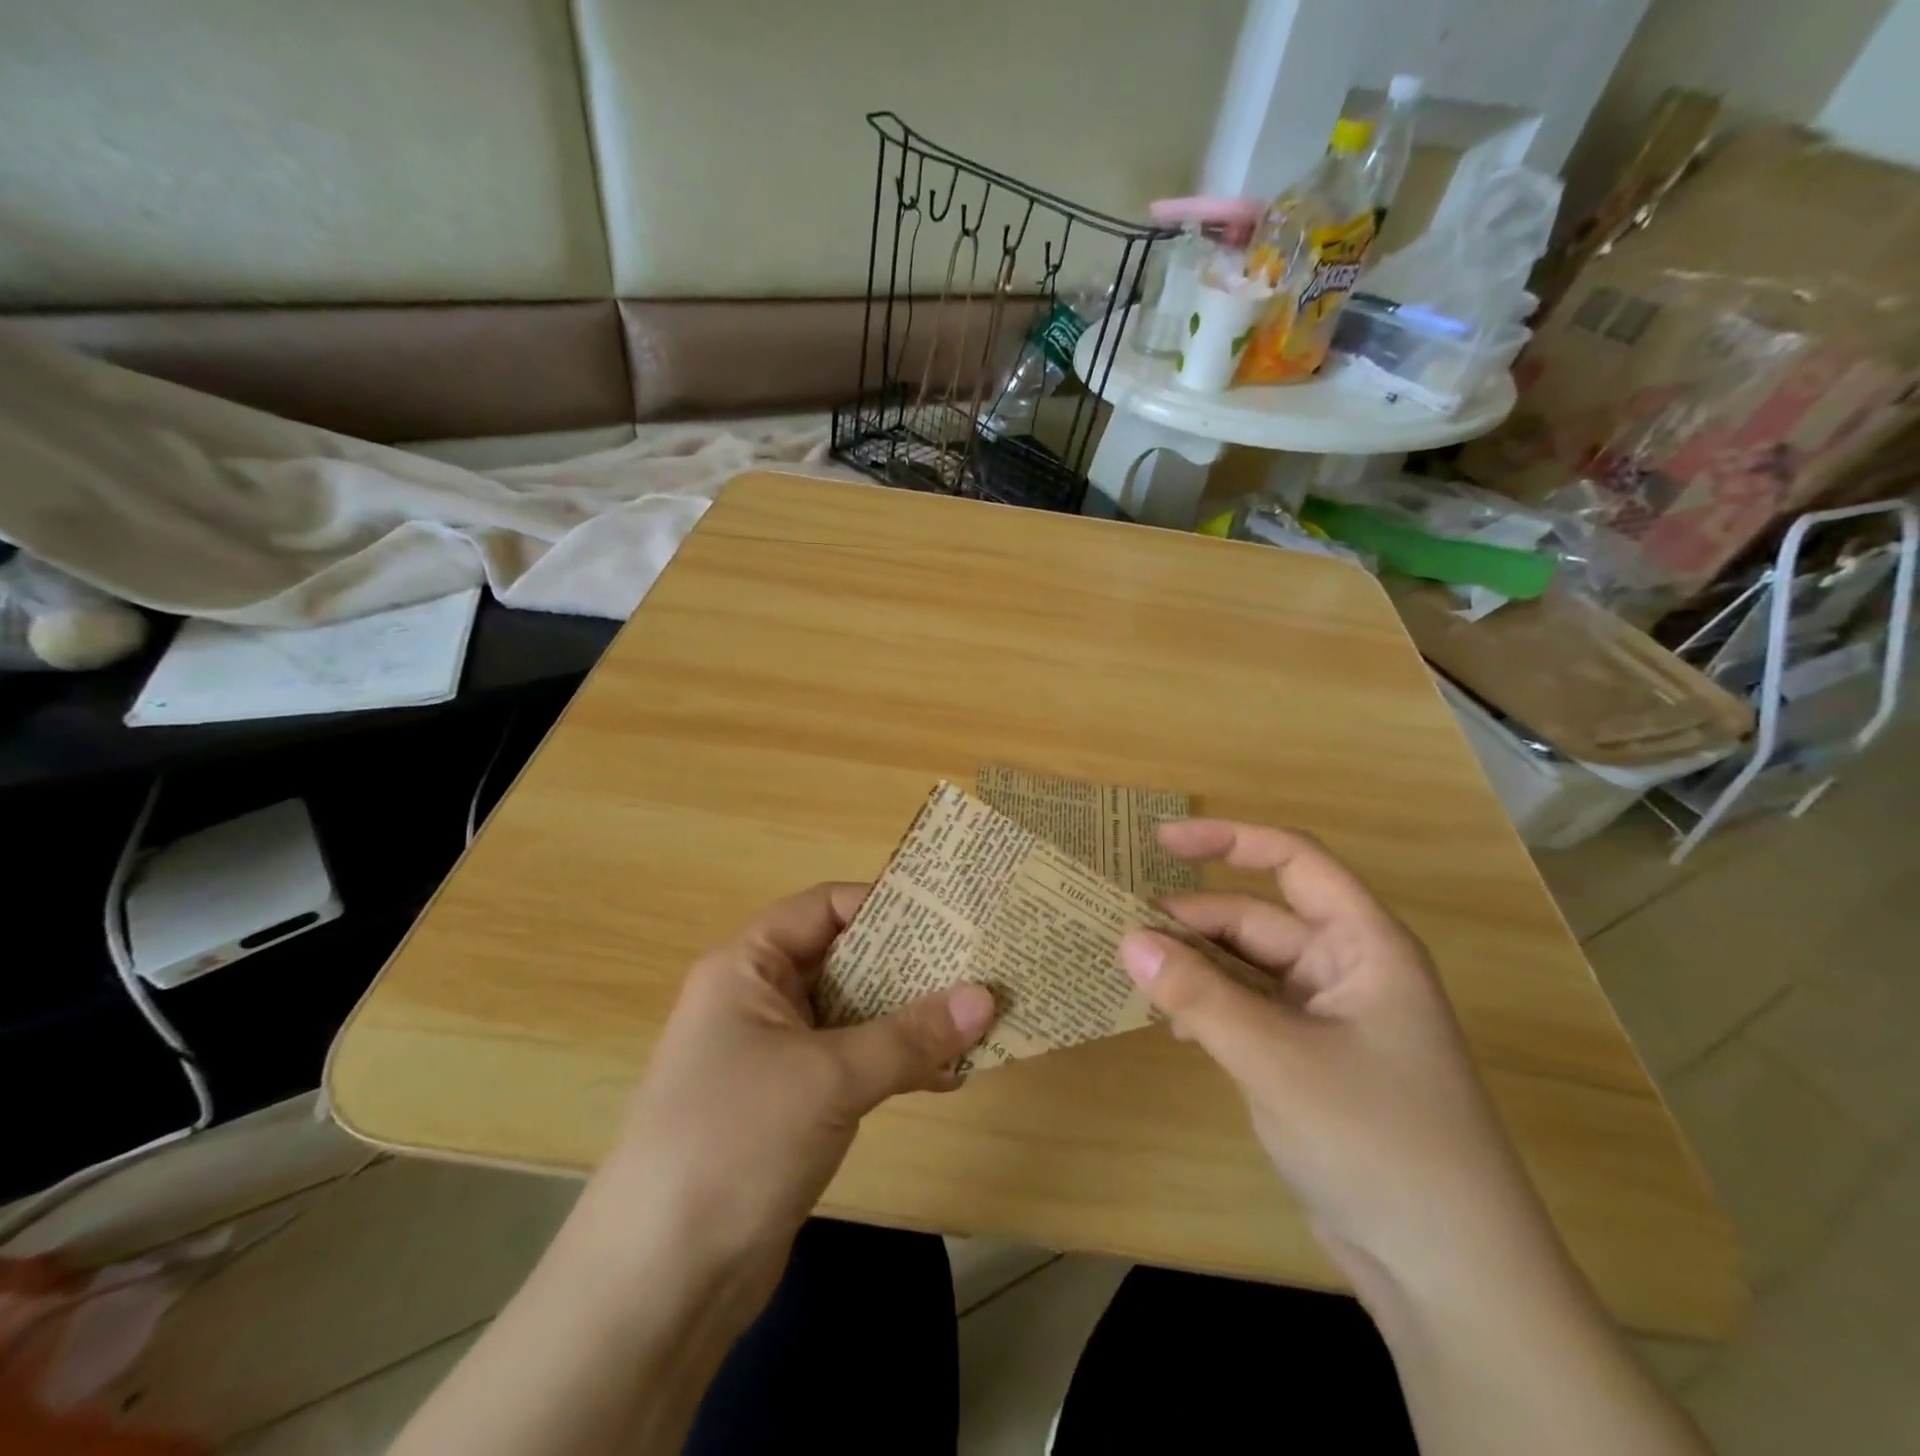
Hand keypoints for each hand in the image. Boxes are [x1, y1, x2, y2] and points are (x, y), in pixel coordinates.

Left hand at [594, 883, 995, 1269]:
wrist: (660, 1285)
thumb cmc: (737, 1142)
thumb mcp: (829, 1077)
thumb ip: (910, 1035)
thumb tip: (987, 996)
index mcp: (748, 966)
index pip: (825, 907)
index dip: (885, 905)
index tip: (950, 917)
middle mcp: (758, 999)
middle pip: (844, 960)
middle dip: (910, 966)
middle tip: (977, 967)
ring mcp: (772, 1054)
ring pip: (853, 1015)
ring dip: (910, 1019)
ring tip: (976, 1022)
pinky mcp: (788, 1105)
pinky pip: (851, 1063)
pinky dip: (895, 1064)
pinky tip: (948, 1077)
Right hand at [1120, 821, 1560, 1308]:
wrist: (1449, 1277)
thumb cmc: (1377, 1142)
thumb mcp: (1275, 1059)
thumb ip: (1198, 995)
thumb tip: (1127, 939)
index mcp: (1363, 945)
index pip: (1292, 861)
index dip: (1226, 840)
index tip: (1159, 842)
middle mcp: (1346, 968)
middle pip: (1257, 919)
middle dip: (1192, 922)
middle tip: (1120, 932)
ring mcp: (1328, 1017)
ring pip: (1247, 968)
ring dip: (1195, 969)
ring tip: (1134, 976)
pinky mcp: (1310, 1059)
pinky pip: (1249, 1011)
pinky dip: (1210, 1008)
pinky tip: (1173, 1023)